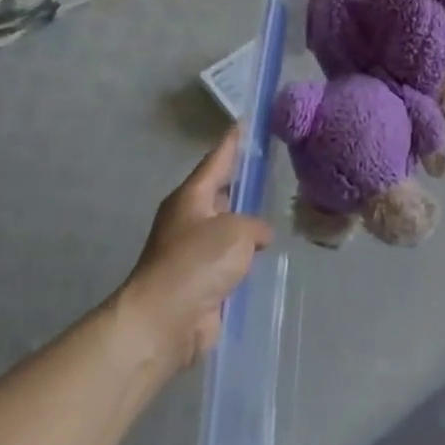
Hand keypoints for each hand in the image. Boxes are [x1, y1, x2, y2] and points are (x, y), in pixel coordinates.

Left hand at [122, 130, 272, 369]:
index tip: (244, 124)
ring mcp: (194, 253)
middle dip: (242, 184)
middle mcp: (190, 220)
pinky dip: (247, 258)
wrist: (165, 321)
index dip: (232, 143)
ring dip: (248, 225)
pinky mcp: (202, 281)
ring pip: (228, 229)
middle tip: (272, 171)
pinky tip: (269, 256)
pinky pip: (231, 260)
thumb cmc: (196, 263)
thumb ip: (255, 226)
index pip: (216, 161)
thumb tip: (258, 236)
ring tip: (279, 214)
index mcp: (191, 198)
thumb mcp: (235, 231)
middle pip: (221, 194)